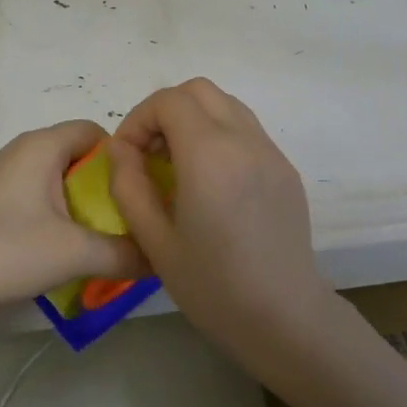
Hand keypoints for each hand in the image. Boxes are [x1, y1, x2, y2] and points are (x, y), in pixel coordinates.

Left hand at [0, 120, 148, 313]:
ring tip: (103, 238)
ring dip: (83, 205)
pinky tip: (65, 248)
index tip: (141, 192)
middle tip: (129, 220)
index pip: (96, 131)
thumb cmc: (8, 251)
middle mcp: (22, 150)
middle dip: (106, 186)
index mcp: (42, 145)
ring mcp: (4, 176)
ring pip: (59, 179)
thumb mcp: (76, 253)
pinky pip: (39, 196)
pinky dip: (59, 215)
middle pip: (79, 155)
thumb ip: (126, 252)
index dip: (124, 157)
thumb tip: (162, 258)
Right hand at [105, 79, 333, 346]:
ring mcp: (271, 152)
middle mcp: (244, 140)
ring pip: (226, 104)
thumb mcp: (153, 241)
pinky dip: (219, 136)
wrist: (284, 317)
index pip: (168, 101)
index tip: (127, 156)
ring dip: (194, 119)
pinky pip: (246, 130)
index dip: (137, 120)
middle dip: (165, 111)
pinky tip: (211, 183)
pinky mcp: (285, 168)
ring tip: (178, 165)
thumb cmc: (212, 286)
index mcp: (209, 154)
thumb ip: (128, 185)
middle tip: (149, 154)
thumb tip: (120, 149)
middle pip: (198, 90)